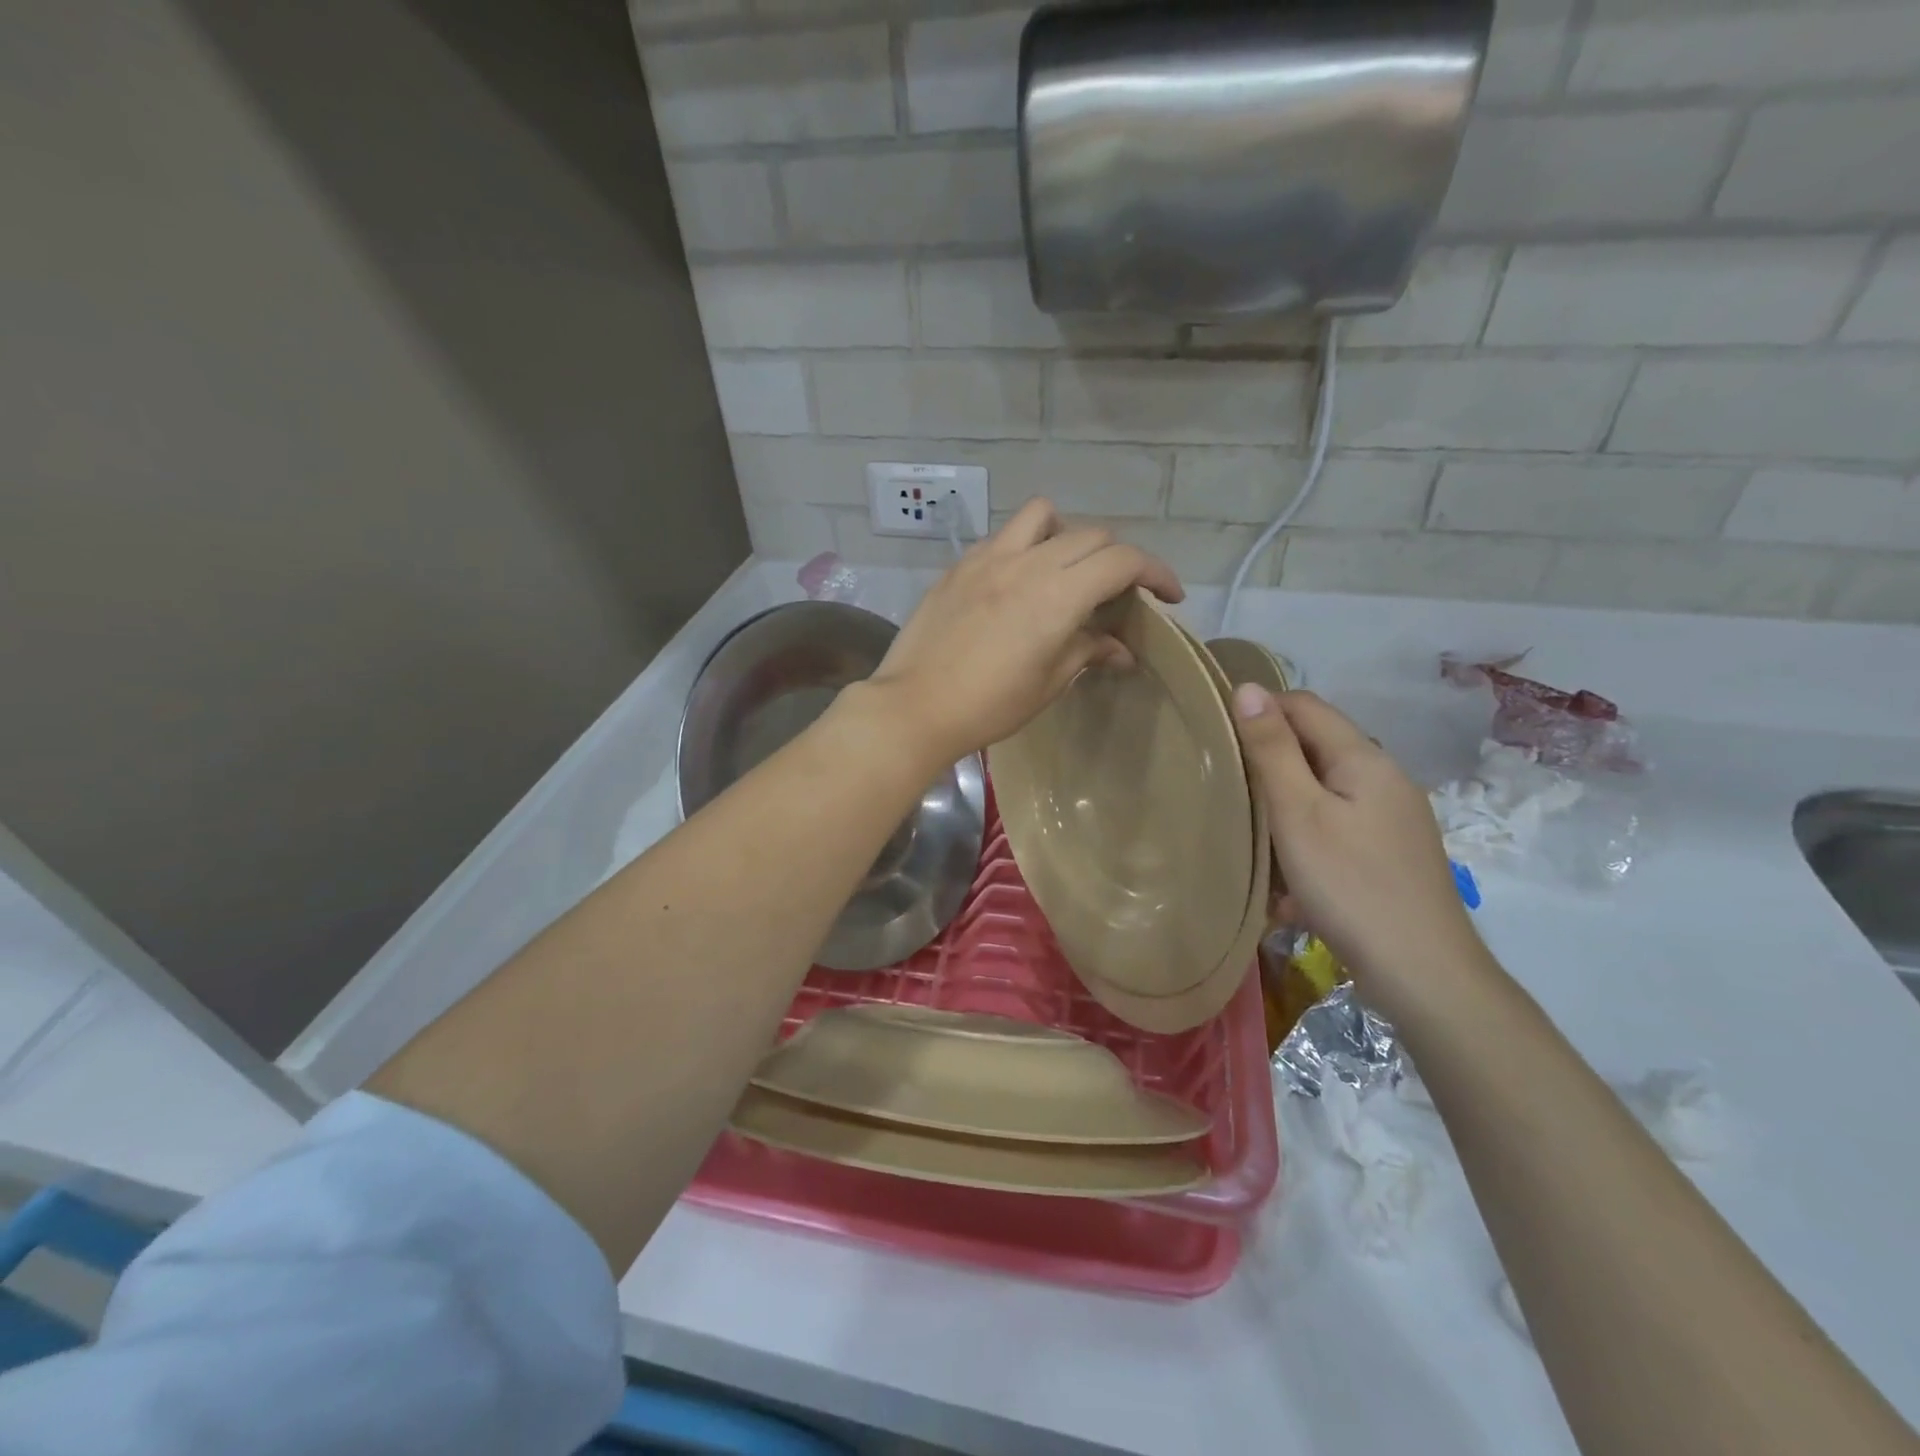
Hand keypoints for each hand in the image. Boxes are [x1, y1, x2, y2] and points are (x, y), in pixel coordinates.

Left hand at [867, 500, 1182, 768]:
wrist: (915, 706)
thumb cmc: (989, 706)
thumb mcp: (1048, 683)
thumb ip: (1087, 652)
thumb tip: (1120, 649)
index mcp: (1058, 595)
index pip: (1123, 560)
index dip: (1156, 572)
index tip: (1168, 596)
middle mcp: (1027, 563)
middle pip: (1091, 534)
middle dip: (1118, 558)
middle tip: (1118, 593)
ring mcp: (988, 558)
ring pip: (1043, 515)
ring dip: (1068, 534)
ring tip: (1065, 569)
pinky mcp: (960, 565)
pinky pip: (1004, 536)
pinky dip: (1026, 546)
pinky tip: (1018, 581)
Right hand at [1232, 686, 1484, 1017]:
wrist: (1423, 973)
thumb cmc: (1350, 885)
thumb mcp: (1298, 813)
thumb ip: (1272, 749)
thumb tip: (1248, 688)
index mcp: (1365, 758)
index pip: (1305, 705)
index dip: (1259, 710)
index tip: (1217, 735)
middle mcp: (1386, 778)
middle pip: (1317, 747)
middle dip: (1270, 759)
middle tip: (1226, 785)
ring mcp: (1394, 818)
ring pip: (1325, 789)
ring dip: (1285, 802)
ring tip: (1250, 831)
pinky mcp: (1392, 853)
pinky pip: (1338, 825)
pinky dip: (1307, 835)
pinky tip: (1288, 875)